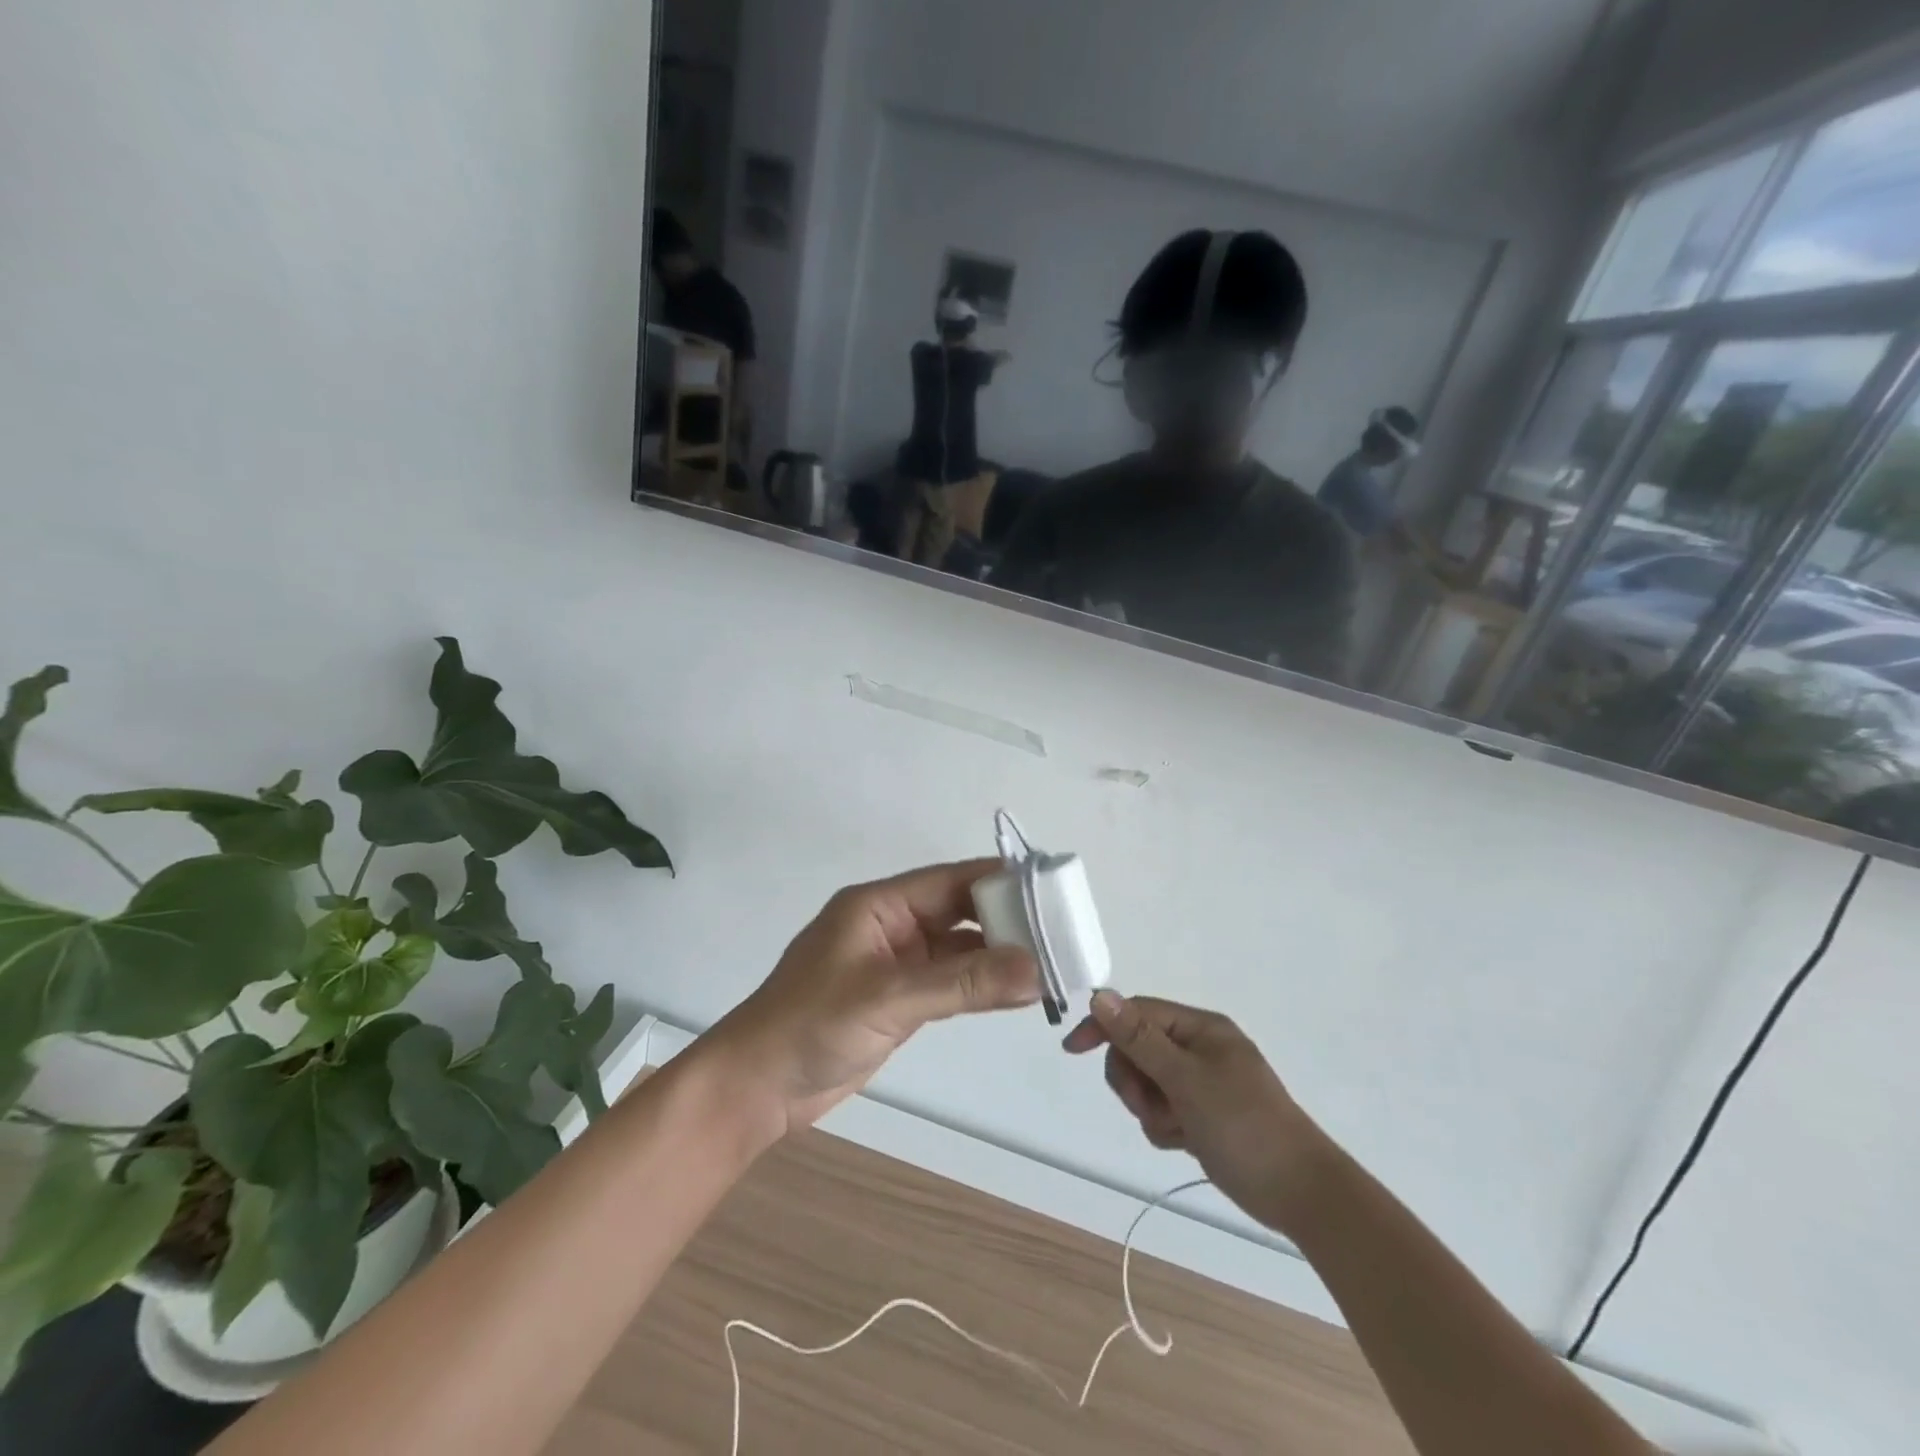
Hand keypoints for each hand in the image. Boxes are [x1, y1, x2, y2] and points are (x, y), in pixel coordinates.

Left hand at [704, 860, 1039, 1139]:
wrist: (757, 1087)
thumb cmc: (811, 1025)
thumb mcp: (888, 998)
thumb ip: (962, 984)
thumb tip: (1037, 971)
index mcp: (880, 905)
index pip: (952, 881)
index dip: (1000, 880)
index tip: (1051, 888)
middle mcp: (892, 926)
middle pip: (960, 911)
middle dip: (1007, 921)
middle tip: (1062, 933)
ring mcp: (897, 964)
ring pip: (960, 949)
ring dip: (998, 956)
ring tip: (1053, 963)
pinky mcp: (900, 999)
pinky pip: (951, 982)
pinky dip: (982, 985)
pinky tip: (1018, 992)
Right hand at [1064, 992, 1334, 1233]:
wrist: (1300, 1193)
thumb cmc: (1244, 1125)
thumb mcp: (1185, 1079)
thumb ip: (1139, 1038)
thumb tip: (1099, 994)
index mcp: (1200, 1028)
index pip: (1137, 1013)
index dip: (1103, 1026)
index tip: (1073, 1050)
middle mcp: (1199, 1048)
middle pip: (1137, 1049)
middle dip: (1134, 1080)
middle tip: (1150, 1106)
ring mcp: (1201, 1082)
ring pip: (1146, 1083)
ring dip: (1150, 1108)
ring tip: (1176, 1129)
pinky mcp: (1202, 1114)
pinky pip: (1162, 1109)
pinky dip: (1165, 1125)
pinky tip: (1185, 1142)